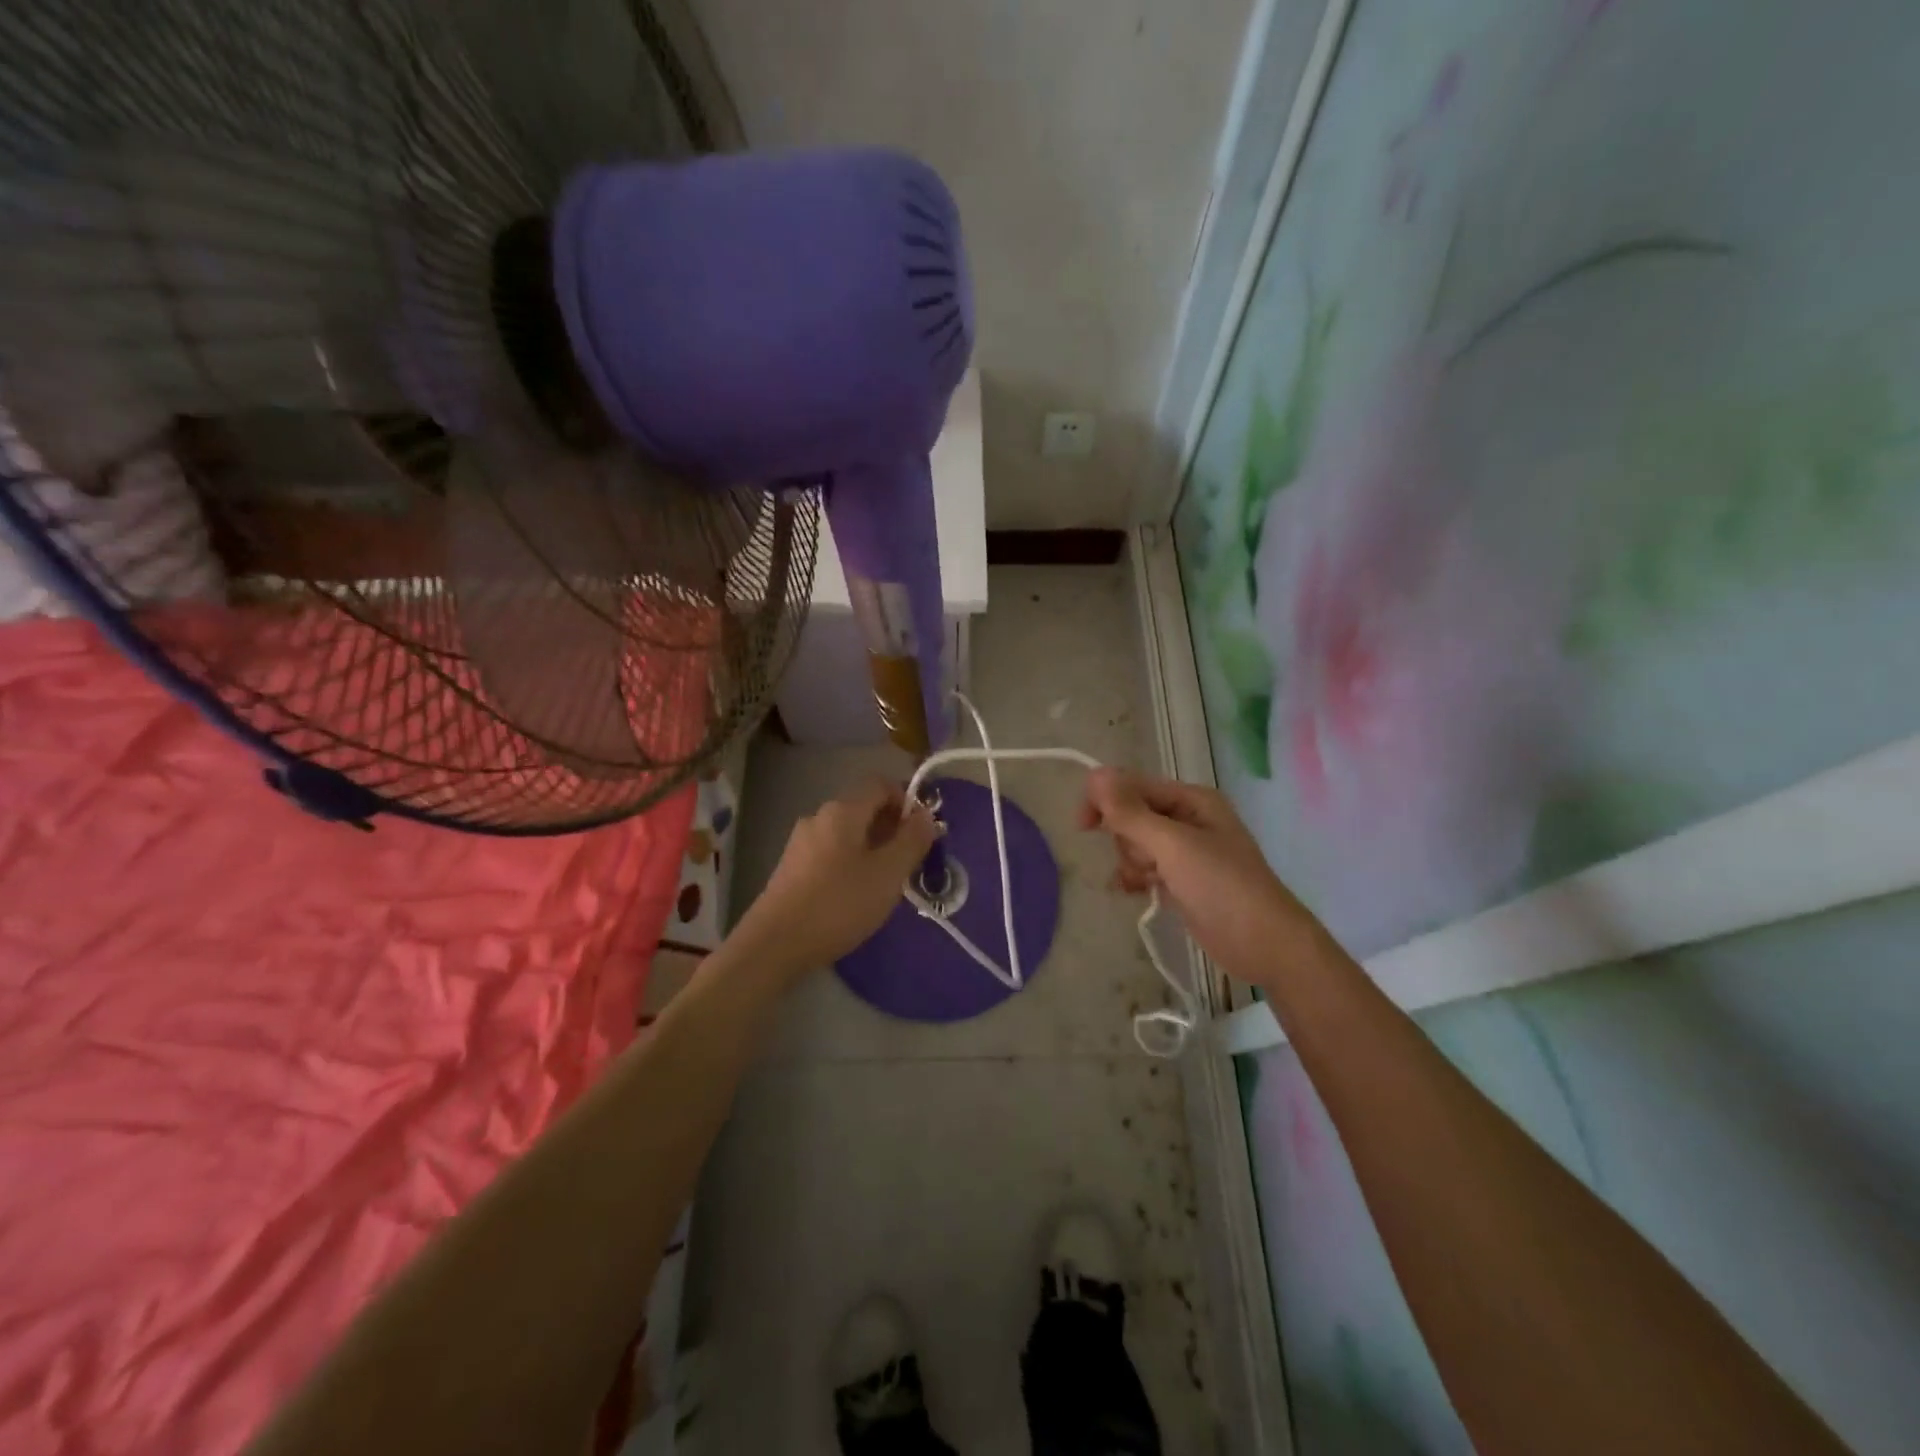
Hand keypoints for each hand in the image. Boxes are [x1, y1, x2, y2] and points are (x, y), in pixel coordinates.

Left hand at [735, 778, 938, 974]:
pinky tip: (856, 896)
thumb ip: (912, 840)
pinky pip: (831, 853)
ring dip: (873, 849)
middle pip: (864, 808)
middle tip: (910, 862)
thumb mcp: (888, 874)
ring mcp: (801, 842)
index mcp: (843, 810)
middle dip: (892, 828)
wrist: (775, 944)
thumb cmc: (839, 904)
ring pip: (848, 833)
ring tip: (886, 884)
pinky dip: (851, 863)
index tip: (922, 832)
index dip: (907, 800)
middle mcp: (819, 817)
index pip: (881, 784)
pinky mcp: (791, 867)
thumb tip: (926, 816)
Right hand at [1079, 768, 1317, 984]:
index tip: (1083, 825)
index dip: (1105, 800)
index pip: (1134, 785)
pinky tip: (1136, 892)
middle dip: (1127, 839)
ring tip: (1150, 882)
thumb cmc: (1221, 886)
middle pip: (1132, 815)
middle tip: (1146, 862)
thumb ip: (1131, 812)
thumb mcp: (1172, 845)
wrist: (1264, 945)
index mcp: (1192, 799)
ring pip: (1135, 844)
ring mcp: (1185, 852)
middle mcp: (1188, 819)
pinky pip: (1144, 868)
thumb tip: (1094, 774)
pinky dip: (1136, 878)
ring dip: (1132, 862)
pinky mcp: (1181, 880)